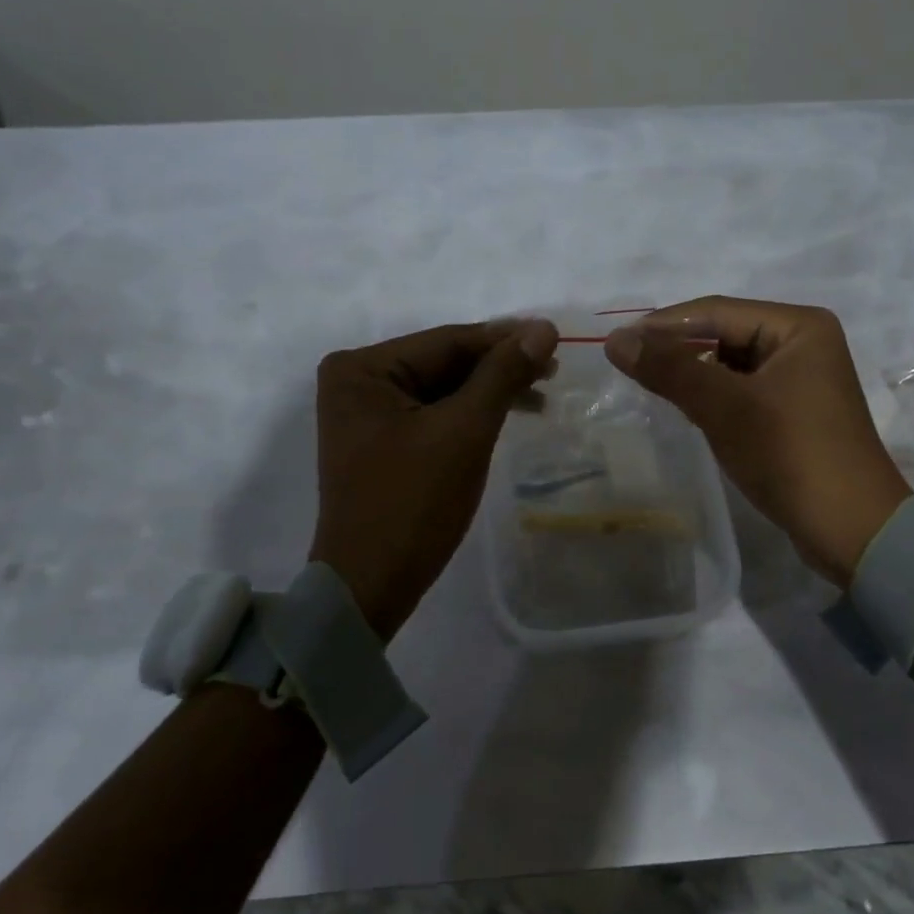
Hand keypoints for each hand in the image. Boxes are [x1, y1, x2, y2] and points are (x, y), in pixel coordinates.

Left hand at [311, 319, 557, 638]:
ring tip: (543, 394)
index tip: (555, 336)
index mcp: (362, 369)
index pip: (448, 341)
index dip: (505, 338)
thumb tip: (543, 328)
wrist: (371, 585)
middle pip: (445, 362)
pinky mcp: (383, 441)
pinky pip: (435, 413)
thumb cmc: (413, 503)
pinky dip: (472, 413)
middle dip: (500, 366)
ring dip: (491, 390)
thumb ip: (502, 374)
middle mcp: (358, 382)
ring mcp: (368, 413)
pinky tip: (509, 413)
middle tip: (555, 369)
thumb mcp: (464, 432)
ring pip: (444, 388)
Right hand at [604, 297, 907, 584]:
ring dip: (693, 373)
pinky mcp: (796, 410)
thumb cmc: (790, 455)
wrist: (852, 530)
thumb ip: (670, 369)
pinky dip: (713, 395)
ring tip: (650, 385)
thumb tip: (615, 340)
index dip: (662, 325)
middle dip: (677, 349)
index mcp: (799, 325)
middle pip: (724, 333)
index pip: (716, 311)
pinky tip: (687, 408)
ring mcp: (802, 378)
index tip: (616, 342)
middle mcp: (804, 342)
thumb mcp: (725, 407)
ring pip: (731, 363)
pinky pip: (743, 389)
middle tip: (628, 365)